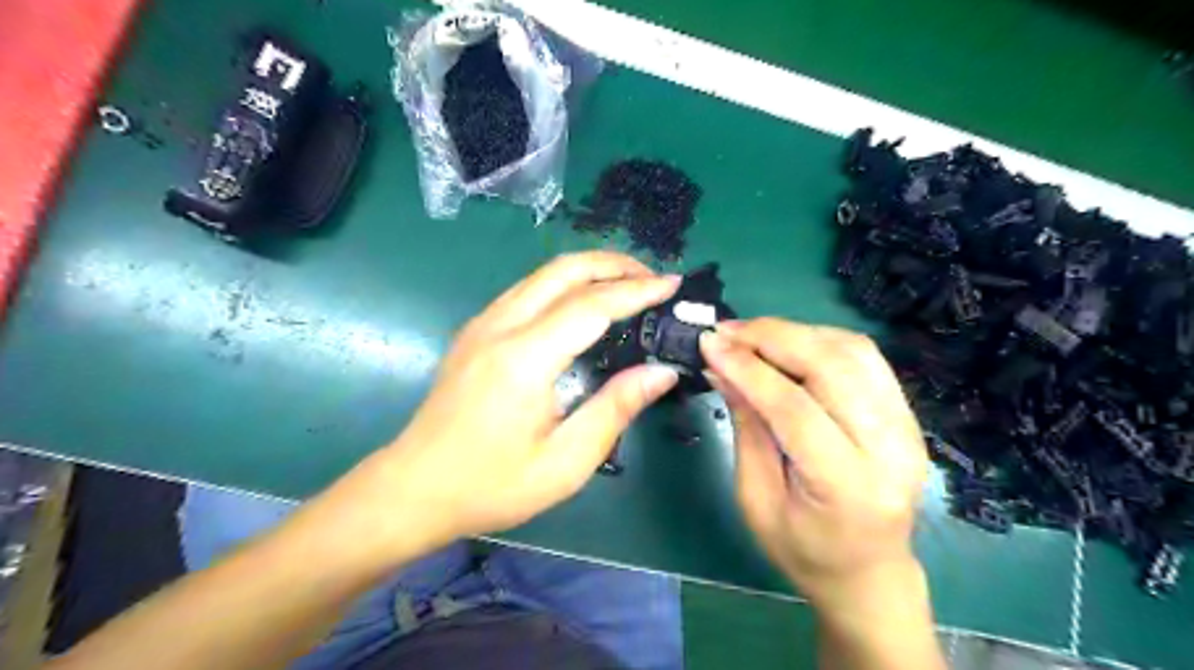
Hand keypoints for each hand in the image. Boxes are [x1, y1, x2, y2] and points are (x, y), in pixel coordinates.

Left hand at [322, 250, 681, 565]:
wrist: (414, 488)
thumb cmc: (492, 484)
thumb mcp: (564, 461)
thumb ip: (615, 409)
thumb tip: (660, 371)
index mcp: (524, 358)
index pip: (591, 305)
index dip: (636, 290)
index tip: (672, 284)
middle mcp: (500, 326)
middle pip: (563, 271)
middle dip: (613, 264)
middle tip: (653, 277)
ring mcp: (482, 324)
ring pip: (542, 274)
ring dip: (588, 270)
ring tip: (627, 283)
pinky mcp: (475, 332)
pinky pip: (526, 290)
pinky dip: (564, 283)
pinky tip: (582, 303)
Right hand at [703, 321, 932, 608]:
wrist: (869, 573)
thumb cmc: (803, 550)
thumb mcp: (756, 499)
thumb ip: (745, 428)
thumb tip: (722, 367)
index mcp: (848, 486)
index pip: (795, 409)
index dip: (749, 369)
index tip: (710, 343)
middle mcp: (890, 449)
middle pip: (831, 367)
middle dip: (771, 337)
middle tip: (726, 331)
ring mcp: (908, 427)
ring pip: (853, 351)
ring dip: (796, 332)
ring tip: (751, 335)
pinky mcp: (907, 414)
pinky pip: (865, 357)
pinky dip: (821, 339)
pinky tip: (788, 343)